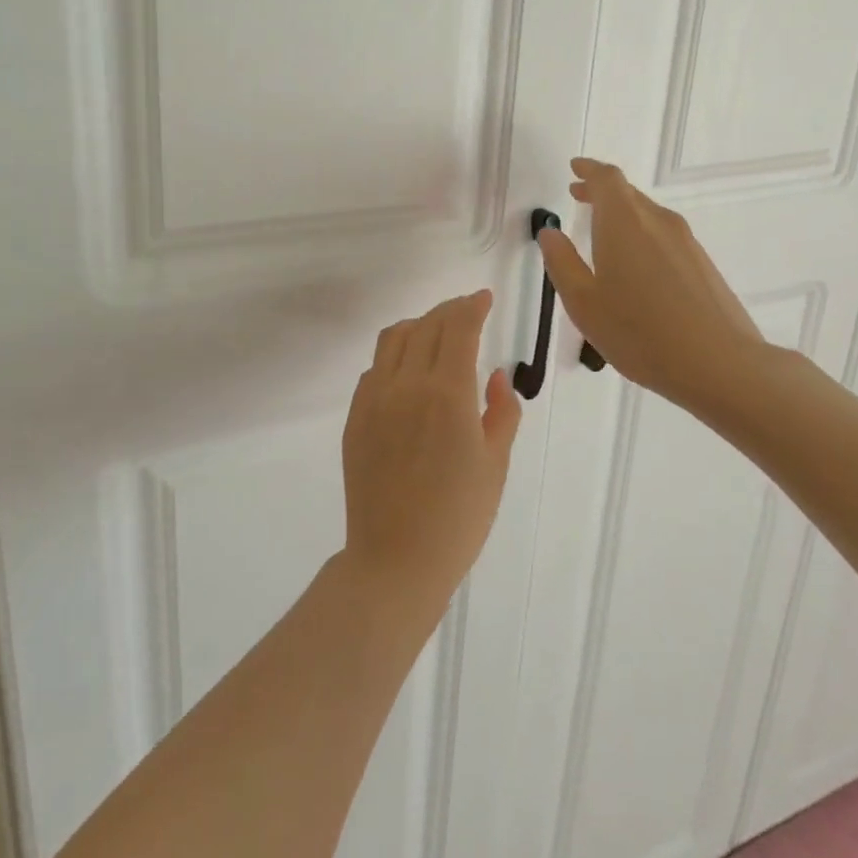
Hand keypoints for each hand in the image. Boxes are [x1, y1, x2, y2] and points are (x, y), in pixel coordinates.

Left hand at [339, 291, 522, 622]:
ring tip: (435, 332)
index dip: (472, 306)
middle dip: (449, 311)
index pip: (458, 328)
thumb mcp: (495, 465)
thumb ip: (502, 411)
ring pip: (393, 338)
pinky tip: (407, 370)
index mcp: (447, 393)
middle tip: (467, 312)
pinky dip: (394, 355)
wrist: (396, 559)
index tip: (483, 298)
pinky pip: (374, 368)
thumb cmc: (458, 518)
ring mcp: (374, 398)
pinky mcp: (355, 416)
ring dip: (418, 325)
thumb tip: (495, 375)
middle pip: (426, 325)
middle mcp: (406, 384)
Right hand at [537, 157, 771, 420]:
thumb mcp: (584, 302)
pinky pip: (663, 236)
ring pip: (647, 215)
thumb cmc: (639, 332)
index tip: (575, 168)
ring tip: (601, 231)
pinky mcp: (702, 265)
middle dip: (601, 191)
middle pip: (628, 193)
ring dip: (621, 215)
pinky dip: (641, 235)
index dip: (588, 170)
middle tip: (578, 195)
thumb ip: (562, 263)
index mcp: (624, 223)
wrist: (720, 365)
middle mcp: (657, 222)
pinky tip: (633, 266)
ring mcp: (685, 243)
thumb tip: (550, 233)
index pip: (607, 179)